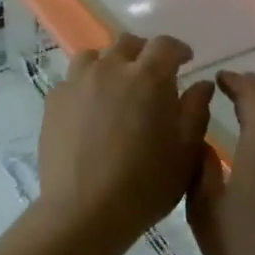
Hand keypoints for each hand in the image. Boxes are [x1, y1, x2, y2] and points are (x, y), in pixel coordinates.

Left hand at [37, 33, 213, 245]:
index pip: (165, 45)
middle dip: (144, 53)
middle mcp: (110, 69)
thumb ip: (196, 111)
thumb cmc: (145, 184)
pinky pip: (73, 80)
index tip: (184, 61)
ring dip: (110, 64)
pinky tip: (90, 110)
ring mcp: (77, 82)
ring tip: (116, 87)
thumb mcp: (185, 152)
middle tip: (151, 75)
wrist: (84, 210)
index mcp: (148, 77)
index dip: (178, 49)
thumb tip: (200, 84)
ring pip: (95, 56)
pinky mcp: (54, 100)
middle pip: (127, 43)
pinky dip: (86, 85)